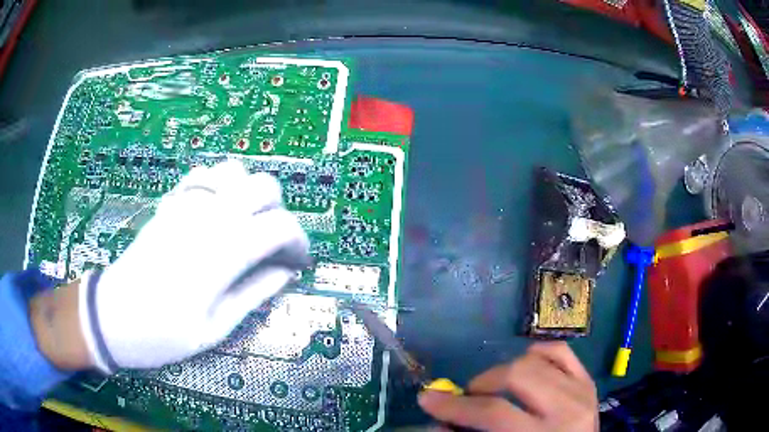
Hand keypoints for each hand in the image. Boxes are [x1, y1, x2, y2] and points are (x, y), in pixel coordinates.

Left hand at [74, 161, 308, 371]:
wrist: (113, 315)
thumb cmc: (164, 333)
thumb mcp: (216, 328)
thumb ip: (255, 294)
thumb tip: (286, 273)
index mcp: (223, 253)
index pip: (280, 225)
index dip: (298, 241)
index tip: (296, 262)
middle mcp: (209, 218)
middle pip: (264, 186)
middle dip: (278, 211)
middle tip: (271, 244)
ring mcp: (186, 204)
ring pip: (234, 171)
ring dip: (249, 194)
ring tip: (245, 224)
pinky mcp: (170, 203)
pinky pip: (204, 175)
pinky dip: (221, 186)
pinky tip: (216, 212)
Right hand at [418, 342, 597, 430]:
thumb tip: (437, 420)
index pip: (493, 413)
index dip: (454, 406)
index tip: (428, 399)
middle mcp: (567, 408)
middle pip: (517, 375)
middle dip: (482, 383)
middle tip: (468, 397)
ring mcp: (581, 390)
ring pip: (536, 359)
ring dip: (505, 370)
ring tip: (496, 388)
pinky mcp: (588, 380)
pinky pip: (560, 351)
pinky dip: (537, 354)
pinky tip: (525, 368)